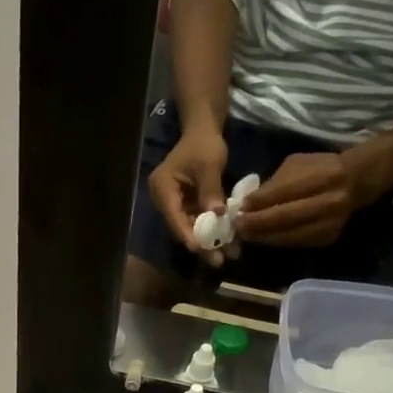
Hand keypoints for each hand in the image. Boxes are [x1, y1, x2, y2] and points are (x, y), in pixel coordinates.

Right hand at [148, 126, 230, 265]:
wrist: (204, 131)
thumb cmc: (203, 143)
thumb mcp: (209, 164)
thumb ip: (211, 190)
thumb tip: (218, 214)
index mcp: (162, 188)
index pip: (173, 216)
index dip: (186, 233)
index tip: (198, 249)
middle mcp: (165, 201)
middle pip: (182, 227)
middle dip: (202, 244)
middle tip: (218, 261)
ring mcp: (176, 206)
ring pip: (192, 229)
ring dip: (211, 241)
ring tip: (230, 254)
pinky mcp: (187, 207)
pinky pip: (200, 223)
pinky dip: (214, 232)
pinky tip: (230, 243)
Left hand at [236, 151, 377, 246]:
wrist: (355, 182)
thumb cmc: (320, 169)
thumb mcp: (298, 165)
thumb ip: (274, 184)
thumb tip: (247, 203)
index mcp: (323, 176)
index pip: (284, 192)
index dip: (259, 202)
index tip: (240, 207)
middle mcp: (329, 201)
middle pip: (286, 217)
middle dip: (257, 223)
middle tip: (237, 226)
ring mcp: (330, 223)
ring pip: (289, 235)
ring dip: (263, 237)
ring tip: (245, 234)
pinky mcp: (327, 238)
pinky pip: (295, 243)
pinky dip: (276, 241)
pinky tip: (263, 238)